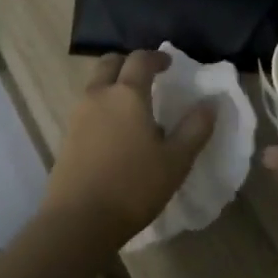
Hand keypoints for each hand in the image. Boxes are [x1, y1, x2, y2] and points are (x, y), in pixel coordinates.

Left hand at [44, 51, 216, 248]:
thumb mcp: (176, 161)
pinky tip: (115, 130)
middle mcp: (99, 95)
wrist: (79, 220)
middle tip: (146, 77)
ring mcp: (78, 114)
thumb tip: (210, 103)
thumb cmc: (133, 186)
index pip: (140, 60)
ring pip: (95, 84)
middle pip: (110, 63)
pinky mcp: (67, 135)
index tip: (169, 64)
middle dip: (128, 63)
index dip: (156, 57)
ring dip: (113, 83)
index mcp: (127, 94)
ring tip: (132, 105)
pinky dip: (102, 104)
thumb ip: (195, 128)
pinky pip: (87, 106)